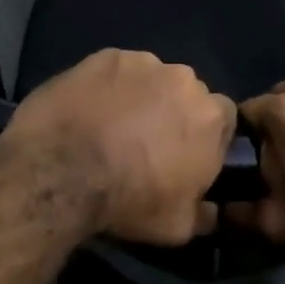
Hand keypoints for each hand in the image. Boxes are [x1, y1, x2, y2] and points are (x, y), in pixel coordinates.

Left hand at [4, 49, 235, 244]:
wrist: (60, 172)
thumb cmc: (129, 202)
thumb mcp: (178, 226)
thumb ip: (205, 214)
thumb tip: (212, 210)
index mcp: (212, 119)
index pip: (225, 120)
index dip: (206, 138)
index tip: (187, 157)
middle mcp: (185, 81)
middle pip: (188, 95)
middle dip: (174, 114)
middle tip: (148, 143)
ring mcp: (143, 63)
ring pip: (153, 79)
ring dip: (143, 98)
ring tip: (113, 126)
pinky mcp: (104, 57)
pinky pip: (117, 71)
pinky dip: (109, 87)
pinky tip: (89, 110)